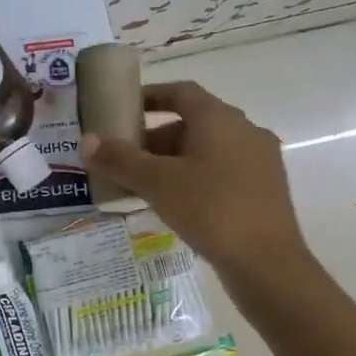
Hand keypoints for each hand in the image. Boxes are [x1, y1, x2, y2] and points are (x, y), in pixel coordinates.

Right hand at [84, 80, 311, 285]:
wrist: (267, 263)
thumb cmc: (211, 210)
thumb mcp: (158, 183)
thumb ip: (120, 159)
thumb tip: (87, 140)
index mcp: (220, 119)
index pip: (181, 92)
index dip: (150, 96)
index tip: (123, 109)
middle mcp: (244, 131)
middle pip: (193, 122)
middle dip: (156, 137)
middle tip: (125, 157)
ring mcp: (259, 160)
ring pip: (207, 149)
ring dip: (174, 160)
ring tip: (143, 184)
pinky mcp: (264, 189)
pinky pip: (221, 171)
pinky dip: (195, 177)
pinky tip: (176, 204)